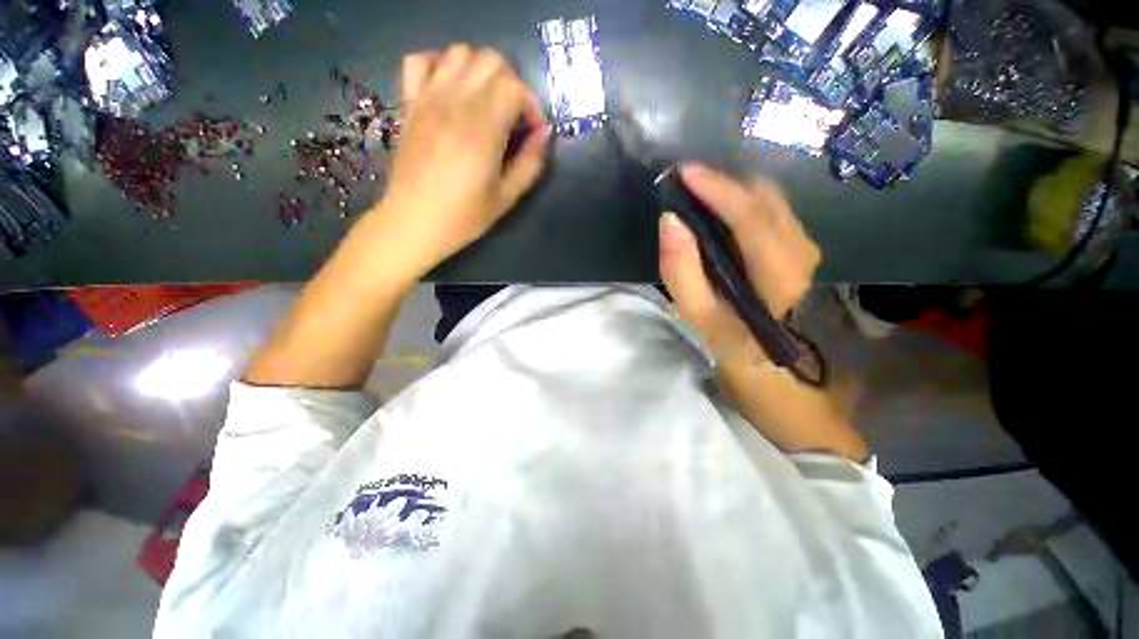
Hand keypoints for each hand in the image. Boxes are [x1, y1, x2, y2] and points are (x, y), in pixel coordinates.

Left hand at [370, 45, 550, 279]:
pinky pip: (420, 61)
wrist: (413, 222)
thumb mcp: (506, 197)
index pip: (514, 87)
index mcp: (482, 130)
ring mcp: (428, 99)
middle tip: (514, 116)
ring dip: (481, 71)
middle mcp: (455, 104)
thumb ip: (530, 163)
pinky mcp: (410, 104)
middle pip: (491, 60)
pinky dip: (440, 65)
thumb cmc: (463, 216)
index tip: (533, 132)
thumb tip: (545, 134)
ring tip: (486, 102)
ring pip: (459, 53)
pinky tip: (451, 90)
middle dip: (512, 83)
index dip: (532, 105)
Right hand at [658, 164, 865, 460]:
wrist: (790, 387)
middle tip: (685, 186)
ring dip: (735, 193)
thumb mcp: (702, 322)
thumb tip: (670, 223)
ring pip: (772, 205)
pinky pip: (773, 217)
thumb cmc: (743, 360)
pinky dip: (745, 207)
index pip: (748, 214)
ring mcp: (806, 254)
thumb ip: (682, 272)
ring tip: (698, 197)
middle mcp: (800, 253)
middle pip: (765, 199)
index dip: (714, 187)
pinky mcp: (801, 259)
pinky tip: (722, 218)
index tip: (682, 172)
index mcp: (777, 273)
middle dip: (724, 183)